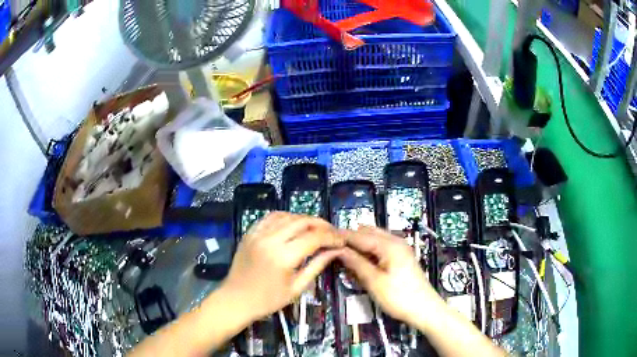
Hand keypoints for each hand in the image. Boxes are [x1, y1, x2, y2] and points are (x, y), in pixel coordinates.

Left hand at [221, 212, 343, 321]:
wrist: (236, 299)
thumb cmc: (268, 300)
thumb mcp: (297, 288)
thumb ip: (317, 266)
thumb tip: (335, 251)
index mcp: (283, 257)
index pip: (314, 237)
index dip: (331, 237)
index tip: (341, 241)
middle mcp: (271, 240)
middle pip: (302, 221)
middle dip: (322, 224)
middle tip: (332, 232)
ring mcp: (258, 234)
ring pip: (287, 215)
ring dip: (305, 219)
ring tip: (316, 228)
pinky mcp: (250, 232)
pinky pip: (271, 217)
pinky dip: (286, 217)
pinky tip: (294, 224)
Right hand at [337, 226, 443, 325]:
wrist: (425, 309)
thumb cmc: (399, 297)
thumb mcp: (374, 282)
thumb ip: (356, 263)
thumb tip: (338, 250)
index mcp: (389, 244)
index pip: (359, 235)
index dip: (341, 237)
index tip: (323, 239)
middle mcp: (395, 241)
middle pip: (367, 233)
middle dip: (350, 240)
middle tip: (332, 251)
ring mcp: (399, 248)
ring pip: (373, 240)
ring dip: (359, 246)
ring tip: (344, 258)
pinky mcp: (401, 257)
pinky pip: (380, 248)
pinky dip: (368, 252)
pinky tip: (360, 263)